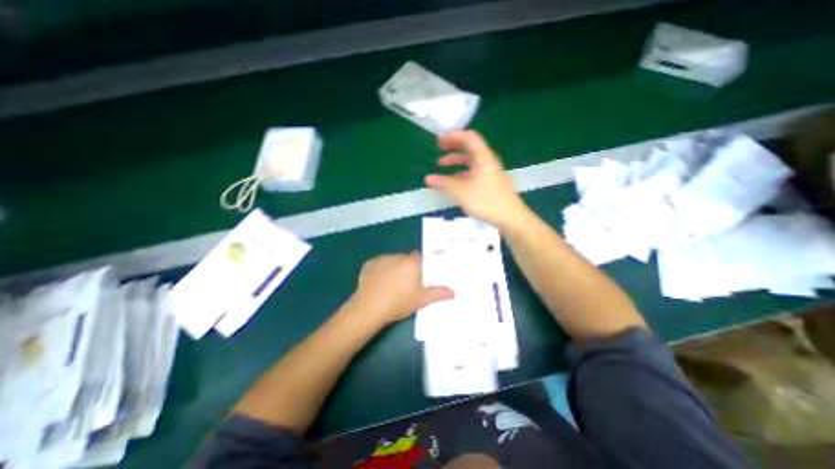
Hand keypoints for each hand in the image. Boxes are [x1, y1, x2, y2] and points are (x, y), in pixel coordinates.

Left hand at [351, 253, 456, 325]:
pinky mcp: (369, 265)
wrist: (369, 309)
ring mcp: (381, 259)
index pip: (421, 257)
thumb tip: (454, 292)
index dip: (423, 266)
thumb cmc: (399, 302)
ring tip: (392, 285)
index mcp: (411, 263)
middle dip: (409, 268)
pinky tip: (380, 283)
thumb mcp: (422, 300)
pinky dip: (382, 271)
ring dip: (395, 268)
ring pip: (393, 261)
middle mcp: (397, 256)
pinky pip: (379, 264)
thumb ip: (439, 294)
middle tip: (408, 284)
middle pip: (407, 259)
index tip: (422, 277)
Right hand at [426, 130, 527, 229]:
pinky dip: (462, 173)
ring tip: (442, 165)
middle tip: (439, 148)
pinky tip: (454, 181)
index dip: (453, 136)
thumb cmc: (486, 201)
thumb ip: (444, 183)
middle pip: (470, 147)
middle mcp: (487, 162)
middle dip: (453, 146)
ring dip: (456, 160)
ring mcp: (490, 173)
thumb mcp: (462, 192)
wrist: (511, 218)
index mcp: (483, 157)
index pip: (469, 137)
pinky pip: (474, 172)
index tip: (439, 140)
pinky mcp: (491, 184)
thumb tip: (428, 178)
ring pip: (471, 161)